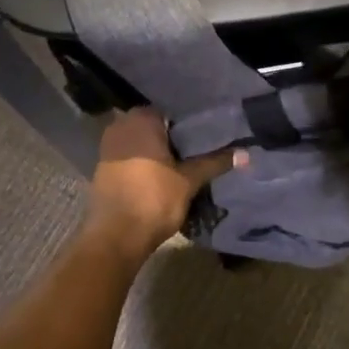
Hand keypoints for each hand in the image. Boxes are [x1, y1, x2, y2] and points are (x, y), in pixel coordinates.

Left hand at [85, 108, 244, 255]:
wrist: (116, 236)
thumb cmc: (154, 199)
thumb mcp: (189, 180)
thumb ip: (215, 162)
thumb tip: (246, 153)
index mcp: (141, 119)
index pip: (170, 111)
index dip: (188, 124)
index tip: (205, 135)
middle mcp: (121, 125)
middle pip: (154, 126)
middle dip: (172, 137)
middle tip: (197, 149)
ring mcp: (108, 146)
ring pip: (140, 142)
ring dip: (157, 151)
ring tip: (183, 163)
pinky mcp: (103, 167)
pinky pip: (129, 156)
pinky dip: (142, 163)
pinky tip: (160, 175)